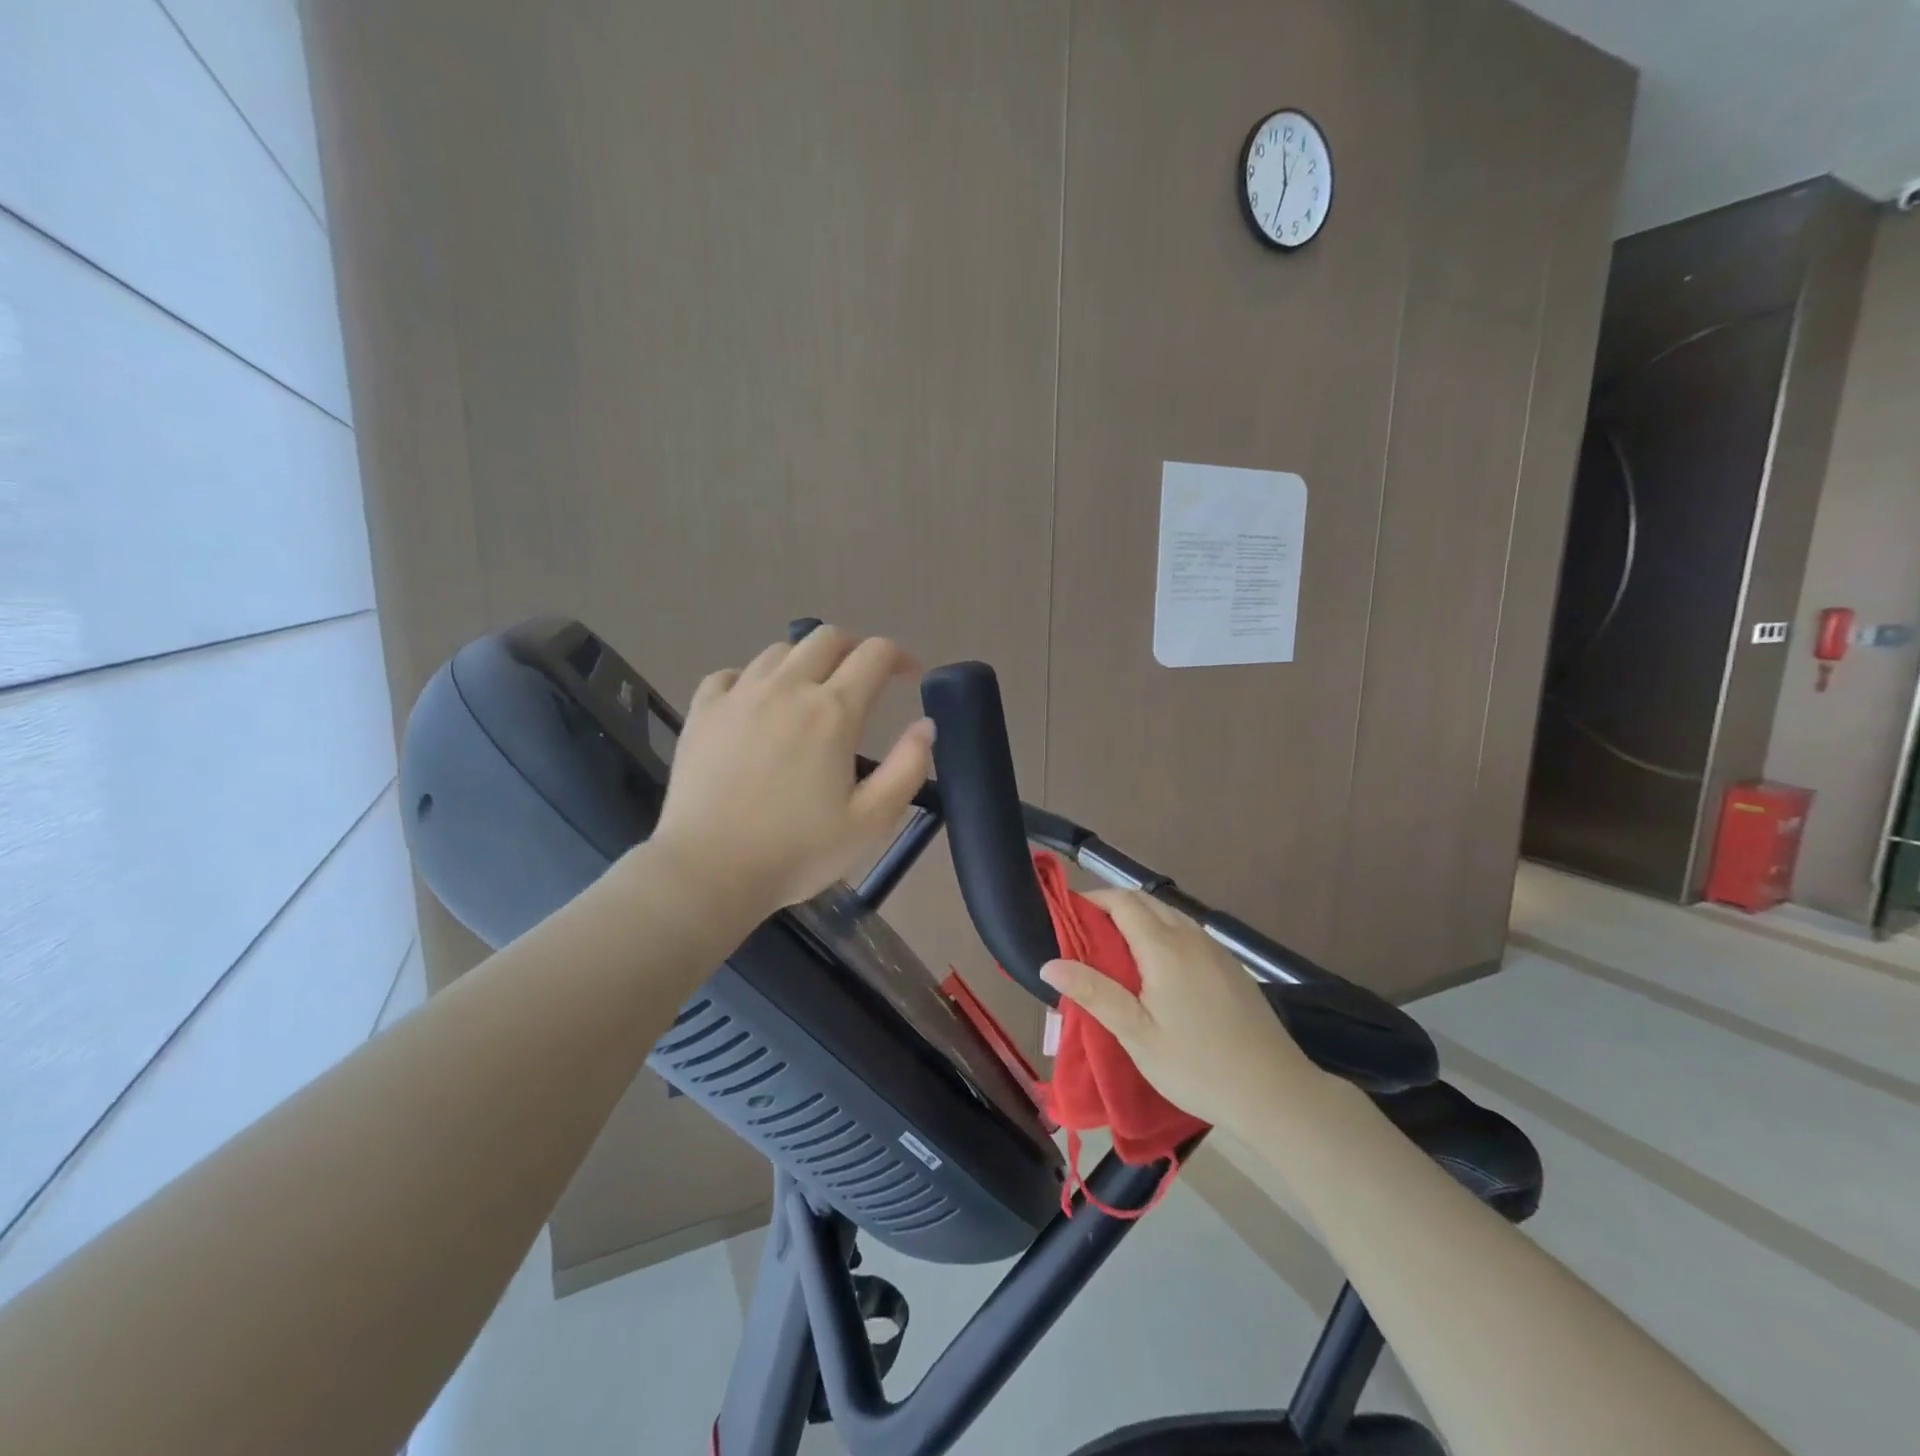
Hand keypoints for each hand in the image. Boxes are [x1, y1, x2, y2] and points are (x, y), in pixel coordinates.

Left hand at [649, 627, 934, 919]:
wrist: (708, 871)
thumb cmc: (797, 851)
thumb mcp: (871, 821)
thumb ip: (907, 768)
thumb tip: (925, 725)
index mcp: (833, 711)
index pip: (875, 654)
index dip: (900, 657)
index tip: (910, 676)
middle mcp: (788, 688)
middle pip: (827, 637)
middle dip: (855, 648)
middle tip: (864, 678)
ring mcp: (740, 695)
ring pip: (780, 651)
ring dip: (807, 661)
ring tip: (811, 692)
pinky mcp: (704, 710)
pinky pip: (733, 673)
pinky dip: (755, 679)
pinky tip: (757, 704)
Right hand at [1041, 890, 1319, 1132]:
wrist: (1276, 1093)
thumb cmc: (1197, 1065)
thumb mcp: (1137, 1034)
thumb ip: (1094, 993)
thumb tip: (1049, 963)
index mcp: (1164, 947)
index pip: (1122, 901)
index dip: (1092, 900)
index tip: (1066, 917)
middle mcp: (1191, 936)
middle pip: (1145, 901)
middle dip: (1112, 907)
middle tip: (1084, 936)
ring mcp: (1215, 950)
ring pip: (1169, 915)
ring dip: (1139, 919)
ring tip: (1114, 952)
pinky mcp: (1230, 967)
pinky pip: (1187, 933)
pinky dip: (1162, 934)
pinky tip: (1157, 970)